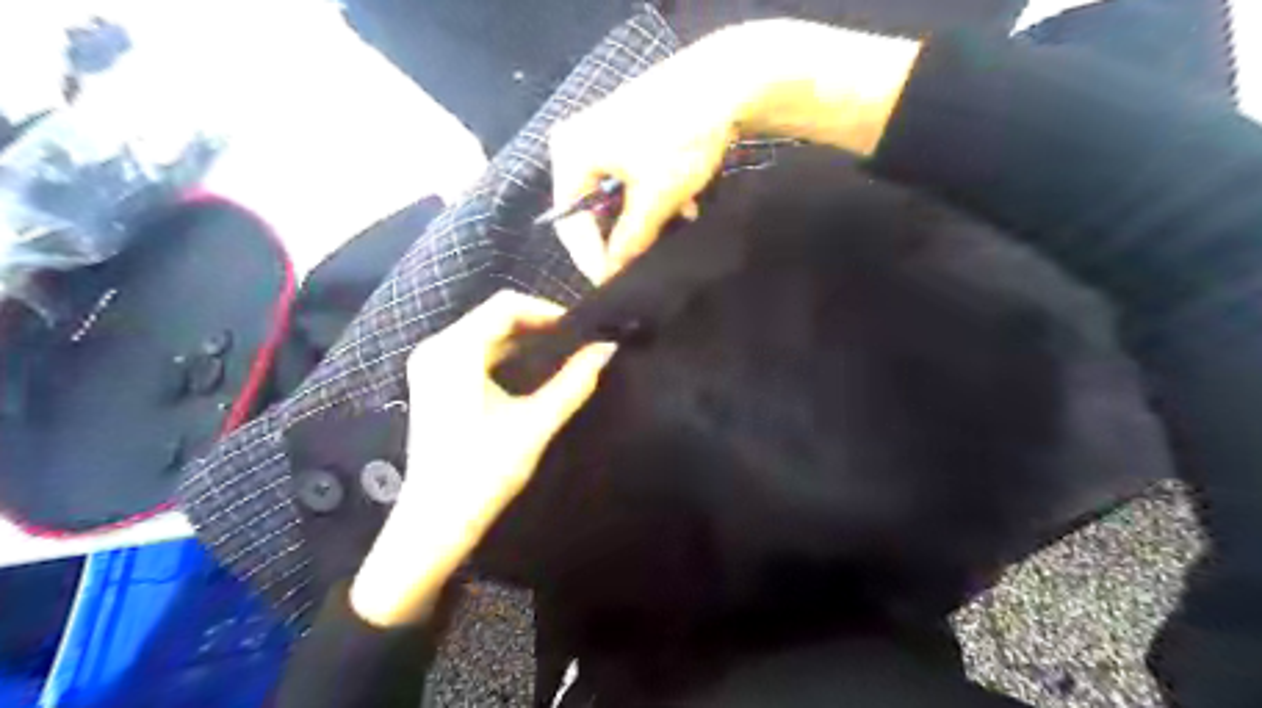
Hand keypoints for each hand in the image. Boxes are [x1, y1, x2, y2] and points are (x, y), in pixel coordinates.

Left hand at [349, 289, 616, 626]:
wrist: (435, 521)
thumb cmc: (484, 472)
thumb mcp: (535, 423)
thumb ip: (574, 382)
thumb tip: (607, 349)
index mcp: (454, 351)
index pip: (506, 306)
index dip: (548, 311)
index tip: (582, 331)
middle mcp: (436, 348)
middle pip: (494, 315)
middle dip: (538, 324)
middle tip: (578, 342)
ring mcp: (430, 365)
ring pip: (485, 332)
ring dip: (524, 339)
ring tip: (563, 354)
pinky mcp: (433, 382)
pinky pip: (475, 350)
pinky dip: (506, 353)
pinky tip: (533, 369)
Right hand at [552, 20, 917, 284]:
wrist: (729, 80)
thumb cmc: (681, 139)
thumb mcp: (654, 199)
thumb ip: (629, 241)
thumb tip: (613, 273)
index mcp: (570, 154)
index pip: (570, 223)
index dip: (591, 259)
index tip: (612, 285)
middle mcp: (577, 141)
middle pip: (590, 209)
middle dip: (619, 238)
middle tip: (638, 266)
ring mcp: (603, 132)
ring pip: (615, 195)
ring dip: (642, 220)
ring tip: (668, 235)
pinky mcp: (629, 130)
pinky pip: (629, 177)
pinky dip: (651, 197)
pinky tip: (682, 208)